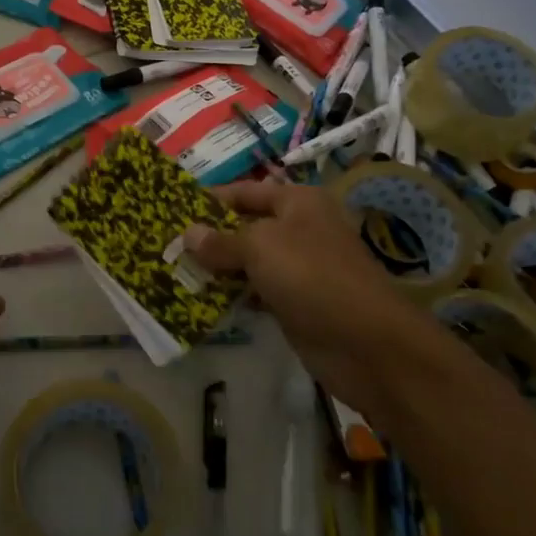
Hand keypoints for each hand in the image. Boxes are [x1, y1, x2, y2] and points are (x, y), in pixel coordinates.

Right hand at [184, 179, 416, 423]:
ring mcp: (300, 268)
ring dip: (218, 268)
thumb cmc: (313, 277)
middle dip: (210, 236)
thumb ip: (221, 241)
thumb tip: (189, 233)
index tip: (172, 210)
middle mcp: (300, 229)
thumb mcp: (261, 248)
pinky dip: (234, 295)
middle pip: (246, 226)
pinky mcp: (296, 303)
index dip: (211, 199)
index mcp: (298, 202)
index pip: (246, 191)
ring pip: (249, 261)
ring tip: (177, 274)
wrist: (367, 344)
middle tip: (168, 247)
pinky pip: (257, 291)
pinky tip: (204, 302)